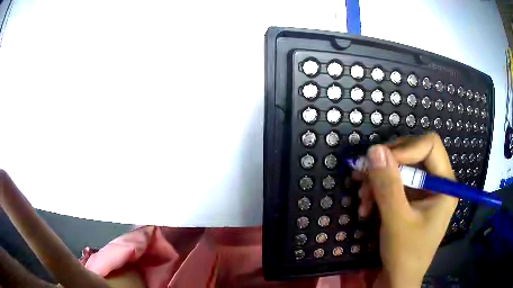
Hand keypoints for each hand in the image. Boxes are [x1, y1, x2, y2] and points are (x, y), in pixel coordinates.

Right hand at [356, 133, 456, 287]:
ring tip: (362, 198)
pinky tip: (366, 206)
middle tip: (363, 177)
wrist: (397, 281)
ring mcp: (423, 191)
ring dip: (378, 180)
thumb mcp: (397, 221)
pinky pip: (394, 184)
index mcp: (445, 184)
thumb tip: (374, 149)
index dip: (405, 148)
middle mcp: (437, 182)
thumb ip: (388, 185)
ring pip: (400, 169)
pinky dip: (378, 191)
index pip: (430, 146)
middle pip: (413, 154)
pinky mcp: (411, 200)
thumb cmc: (405, 255)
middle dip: (387, 165)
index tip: (379, 162)